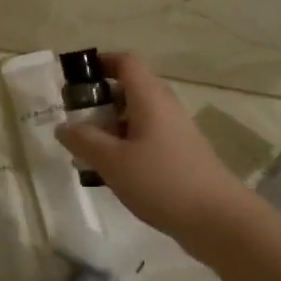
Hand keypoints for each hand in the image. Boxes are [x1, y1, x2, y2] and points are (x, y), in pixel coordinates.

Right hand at [54, 53, 251, 253]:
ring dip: (111, 125)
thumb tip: (64, 126)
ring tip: (87, 150)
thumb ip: (84, 140)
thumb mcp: (113, 161)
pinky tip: (112, 170)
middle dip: (100, 99)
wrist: (217, 218)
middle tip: (75, 120)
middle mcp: (165, 106)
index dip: (101, 62)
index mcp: (149, 97)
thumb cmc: (161, 181)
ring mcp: (176, 131)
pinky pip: (147, 136)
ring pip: (137, 115)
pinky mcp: (180, 154)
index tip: (76, 78)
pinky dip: (126, 144)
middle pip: (130, 88)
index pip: (126, 62)